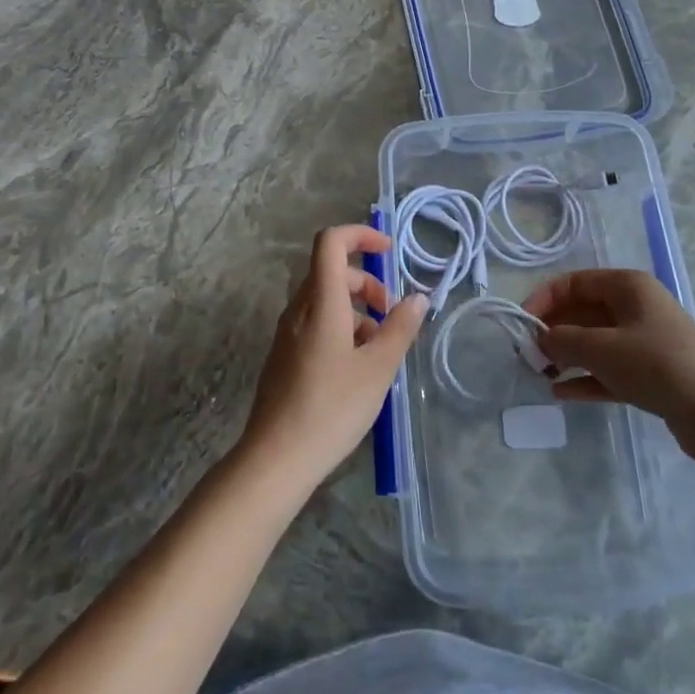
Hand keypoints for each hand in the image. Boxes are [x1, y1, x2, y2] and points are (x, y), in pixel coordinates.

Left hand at [238, 225, 427, 492]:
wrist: (276, 458)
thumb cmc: (332, 408)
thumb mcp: (378, 368)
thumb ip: (400, 328)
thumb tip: (418, 298)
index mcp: (321, 302)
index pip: (331, 242)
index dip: (360, 235)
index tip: (389, 252)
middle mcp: (299, 309)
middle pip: (332, 272)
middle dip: (367, 282)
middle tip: (391, 316)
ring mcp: (287, 333)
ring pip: (326, 301)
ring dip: (357, 310)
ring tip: (380, 350)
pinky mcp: (284, 356)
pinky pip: (316, 324)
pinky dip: (341, 329)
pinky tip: (357, 369)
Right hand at [525, 269, 694, 456]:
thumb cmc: (657, 365)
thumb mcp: (601, 348)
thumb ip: (563, 340)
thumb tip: (539, 340)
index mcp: (627, 286)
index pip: (574, 282)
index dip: (544, 300)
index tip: (522, 325)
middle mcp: (636, 307)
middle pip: (583, 312)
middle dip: (554, 332)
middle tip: (528, 356)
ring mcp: (646, 341)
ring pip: (596, 342)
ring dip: (567, 356)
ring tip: (540, 375)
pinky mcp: (653, 374)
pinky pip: (610, 369)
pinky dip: (586, 377)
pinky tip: (562, 393)